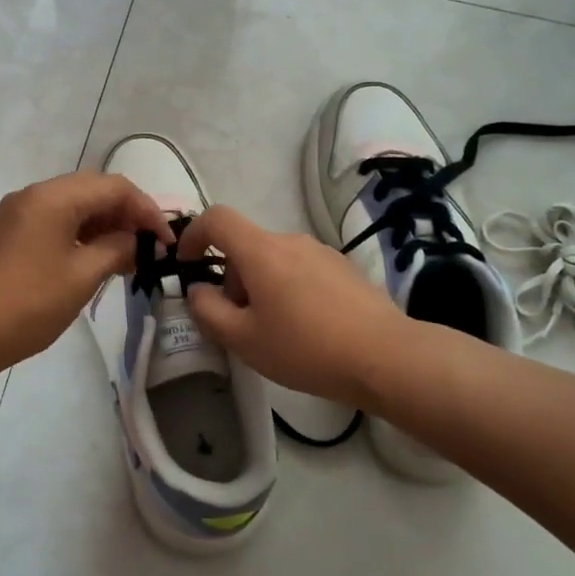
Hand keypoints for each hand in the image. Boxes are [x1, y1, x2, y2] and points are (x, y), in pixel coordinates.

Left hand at [0, 171, 172, 376]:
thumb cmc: (27, 305)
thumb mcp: (81, 277)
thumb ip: (116, 249)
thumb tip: (137, 241)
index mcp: (52, 197)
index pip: (114, 187)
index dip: (147, 210)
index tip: (166, 242)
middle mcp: (33, 195)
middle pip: (92, 190)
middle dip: (126, 214)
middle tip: (150, 247)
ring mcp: (16, 213)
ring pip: (73, 206)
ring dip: (103, 225)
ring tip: (128, 258)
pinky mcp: (8, 234)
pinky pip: (54, 221)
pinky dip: (80, 234)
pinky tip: (95, 260)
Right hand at [175, 204, 412, 410]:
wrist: (387, 357)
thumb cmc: (306, 348)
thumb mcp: (244, 339)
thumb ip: (208, 311)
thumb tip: (199, 291)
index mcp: (261, 251)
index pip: (216, 219)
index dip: (193, 235)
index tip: (187, 265)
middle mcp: (291, 241)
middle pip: (246, 247)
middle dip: (231, 279)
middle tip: (239, 324)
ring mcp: (322, 253)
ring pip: (274, 260)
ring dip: (260, 287)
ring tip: (275, 332)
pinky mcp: (344, 269)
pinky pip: (301, 270)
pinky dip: (288, 290)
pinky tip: (307, 330)